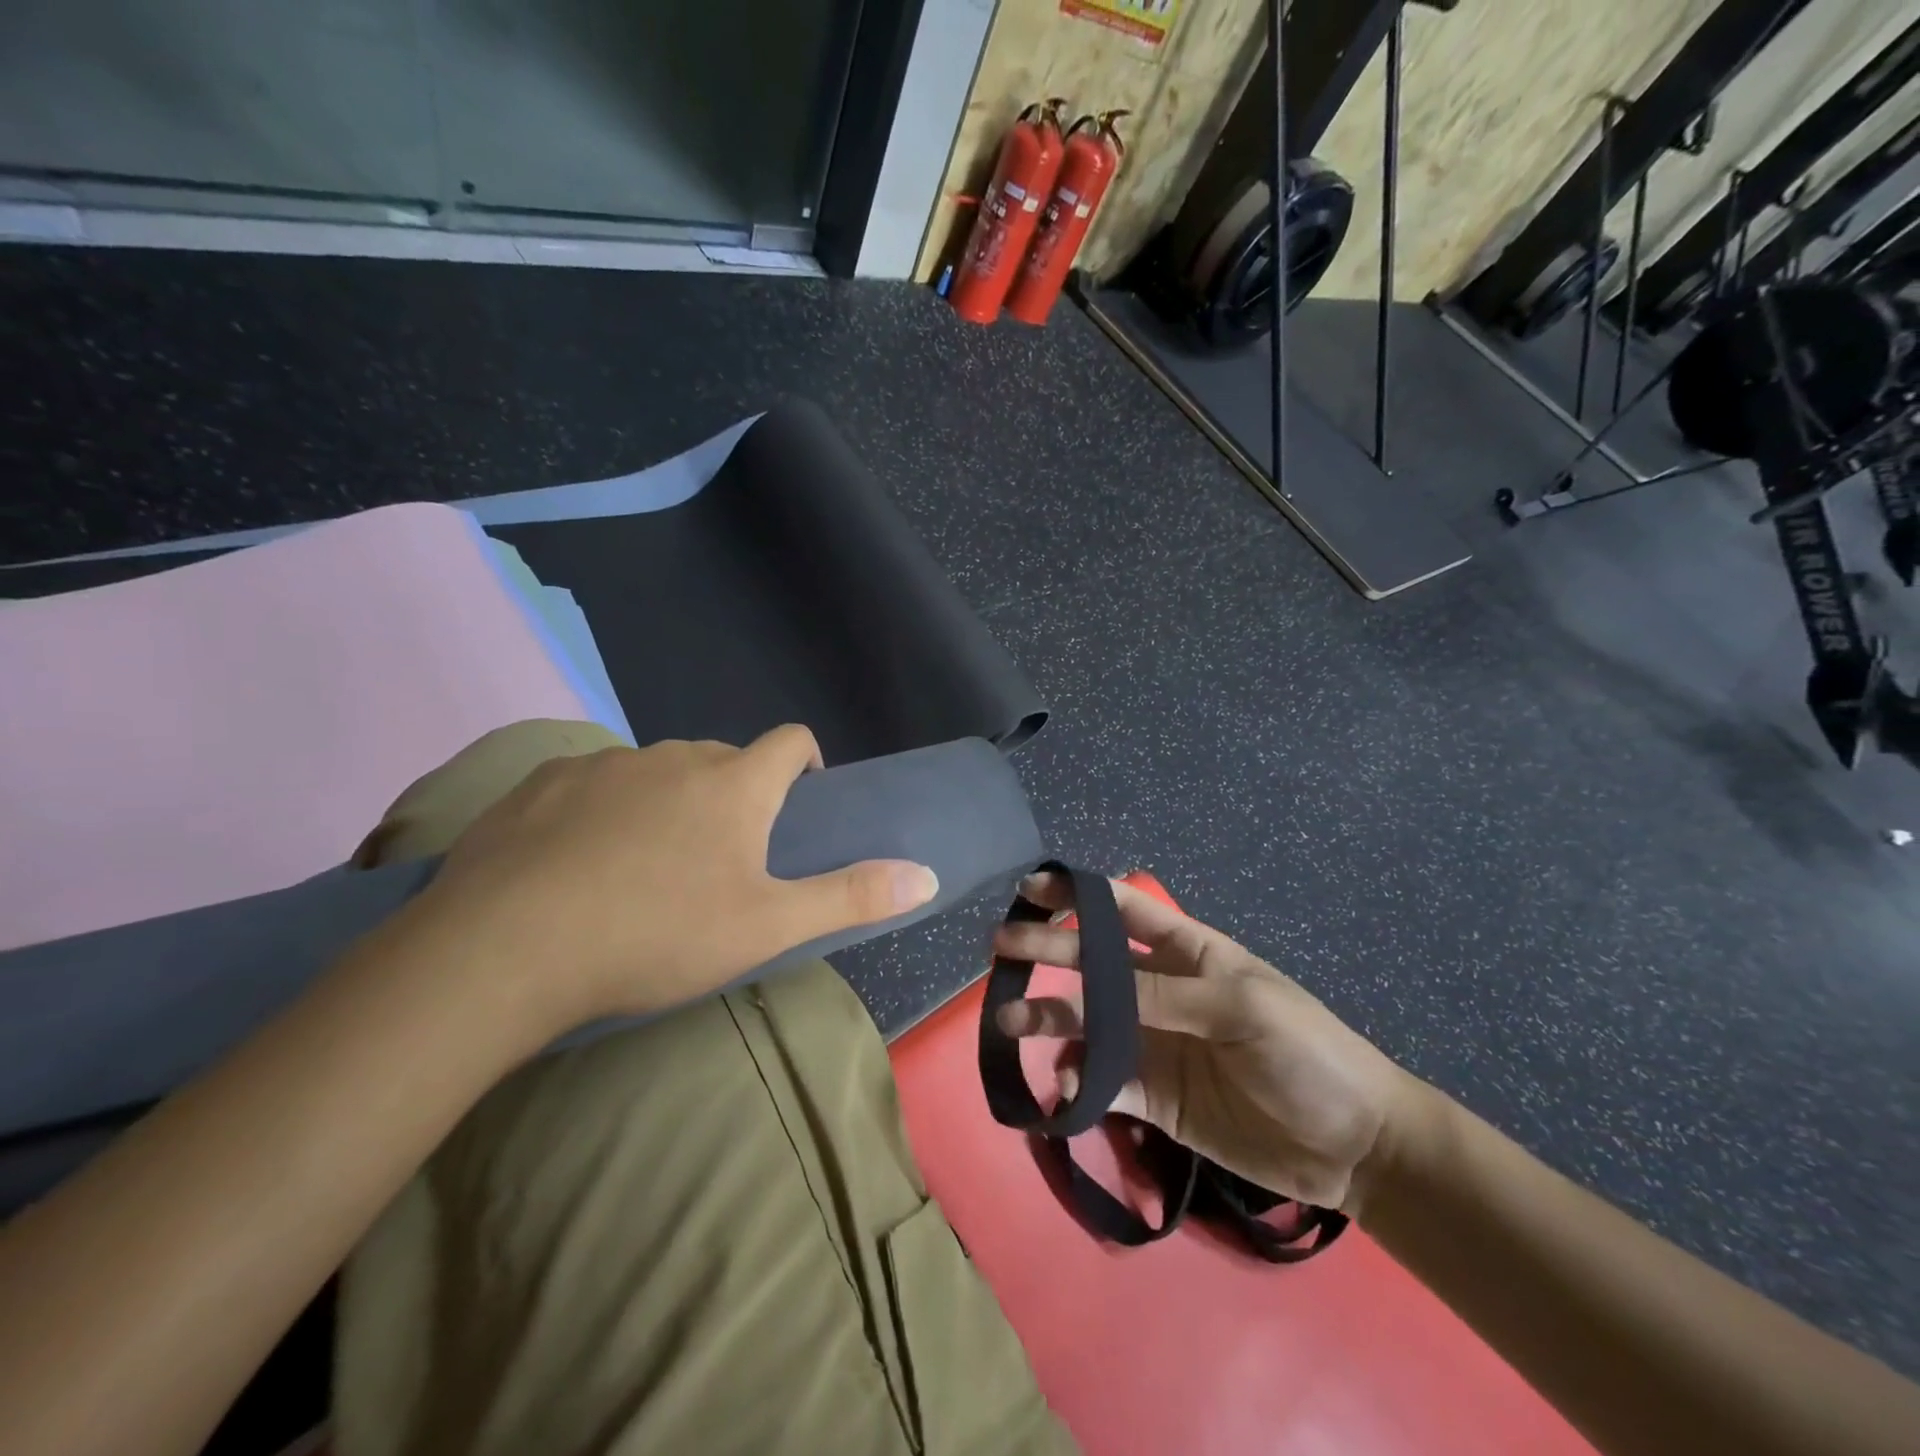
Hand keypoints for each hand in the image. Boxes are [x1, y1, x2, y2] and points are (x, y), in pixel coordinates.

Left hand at [401, 725, 937, 1034]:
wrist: (506, 948)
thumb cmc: (658, 933)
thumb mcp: (768, 925)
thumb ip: (851, 896)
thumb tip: (927, 874)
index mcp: (734, 783)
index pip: (790, 741)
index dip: (804, 763)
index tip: (797, 803)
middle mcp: (673, 756)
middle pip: (722, 758)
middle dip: (734, 794)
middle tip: (721, 860)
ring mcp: (603, 764)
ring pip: (656, 771)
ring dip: (668, 802)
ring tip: (646, 868)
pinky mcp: (542, 782)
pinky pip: (594, 783)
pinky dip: (604, 810)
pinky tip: (580, 864)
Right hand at [992, 872, 1429, 1213]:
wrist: (1352, 1146)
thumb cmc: (1306, 1051)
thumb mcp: (1239, 1007)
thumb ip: (1160, 998)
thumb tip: (1085, 1002)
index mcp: (1187, 952)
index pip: (1123, 910)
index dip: (1078, 895)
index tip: (1031, 889)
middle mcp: (1159, 991)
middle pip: (1092, 962)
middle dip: (1047, 950)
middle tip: (1001, 950)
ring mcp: (1152, 1044)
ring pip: (1087, 1023)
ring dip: (1049, 1019)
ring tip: (1011, 1023)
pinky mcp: (1151, 1098)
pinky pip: (1101, 1083)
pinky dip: (1077, 1082)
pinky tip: (1067, 1088)